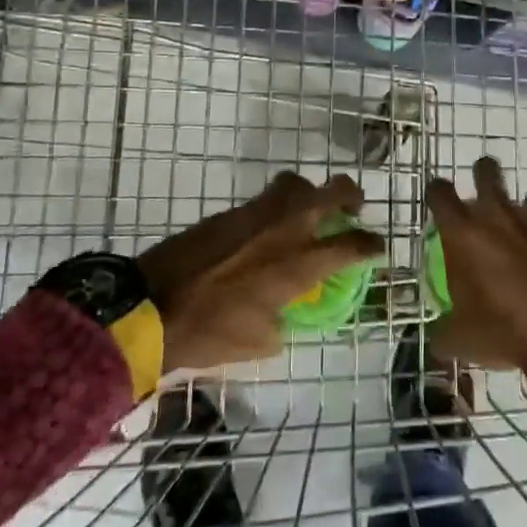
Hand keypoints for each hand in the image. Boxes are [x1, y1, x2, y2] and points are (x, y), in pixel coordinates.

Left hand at [139, 172, 383, 374]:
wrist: (150, 306)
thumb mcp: (259, 343)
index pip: (352, 245)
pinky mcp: (229, 211)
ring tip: (308, 210)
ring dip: (310, 193)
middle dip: (351, 195)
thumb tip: (285, 313)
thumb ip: (283, 322)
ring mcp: (256, 213)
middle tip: (353, 208)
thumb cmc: (209, 332)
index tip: (377, 248)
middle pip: (333, 191)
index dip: (371, 245)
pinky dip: (276, 207)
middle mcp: (286, 229)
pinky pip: (264, 198)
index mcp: (299, 264)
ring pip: (296, 183)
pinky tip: (268, 228)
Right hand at [427, 157, 526, 370]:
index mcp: (463, 233)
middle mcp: (498, 216)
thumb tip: (437, 340)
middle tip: (482, 188)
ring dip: (526, 207)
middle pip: (486, 172)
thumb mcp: (461, 339)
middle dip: (483, 172)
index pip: (440, 193)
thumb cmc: (502, 328)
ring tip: (525, 227)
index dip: (436, 191)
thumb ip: (444, 333)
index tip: (437, 197)